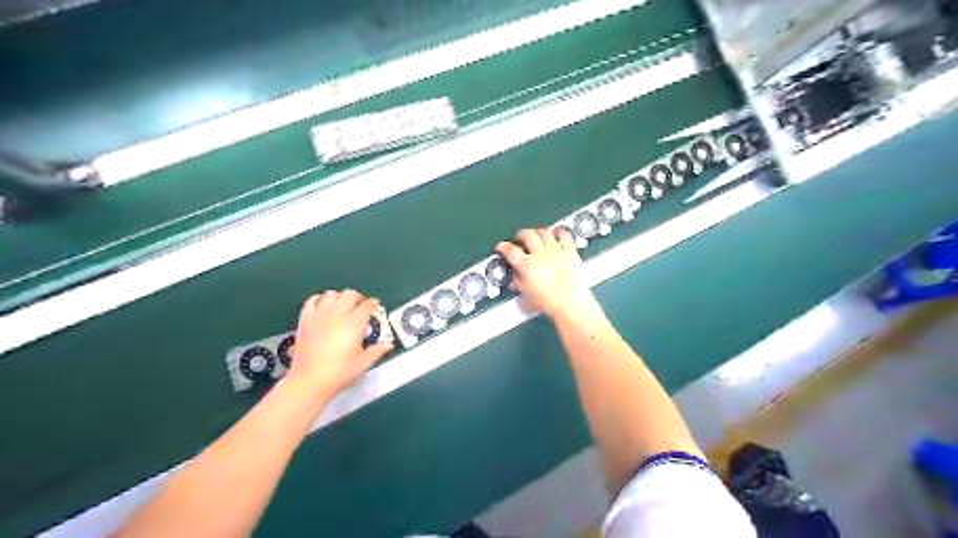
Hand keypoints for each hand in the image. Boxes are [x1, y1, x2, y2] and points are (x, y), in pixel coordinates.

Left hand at [284, 290, 391, 399]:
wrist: (309, 381)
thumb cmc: (340, 373)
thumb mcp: (363, 363)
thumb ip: (377, 351)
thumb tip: (389, 345)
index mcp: (354, 323)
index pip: (367, 305)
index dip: (373, 304)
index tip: (376, 307)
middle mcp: (337, 314)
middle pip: (350, 295)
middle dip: (358, 298)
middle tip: (361, 307)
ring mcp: (319, 315)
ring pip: (332, 294)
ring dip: (340, 297)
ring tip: (343, 306)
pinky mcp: (305, 319)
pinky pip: (312, 301)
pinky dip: (320, 299)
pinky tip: (323, 305)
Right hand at [495, 228, 595, 320]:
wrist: (571, 304)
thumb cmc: (548, 303)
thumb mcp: (527, 295)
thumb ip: (518, 283)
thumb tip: (514, 278)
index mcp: (527, 266)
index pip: (510, 251)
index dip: (503, 247)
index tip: (501, 246)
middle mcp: (540, 254)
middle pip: (527, 235)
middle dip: (521, 234)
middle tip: (519, 237)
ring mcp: (556, 250)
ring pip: (544, 232)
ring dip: (537, 231)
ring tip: (536, 235)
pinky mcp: (570, 251)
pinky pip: (564, 235)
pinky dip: (558, 232)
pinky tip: (555, 234)